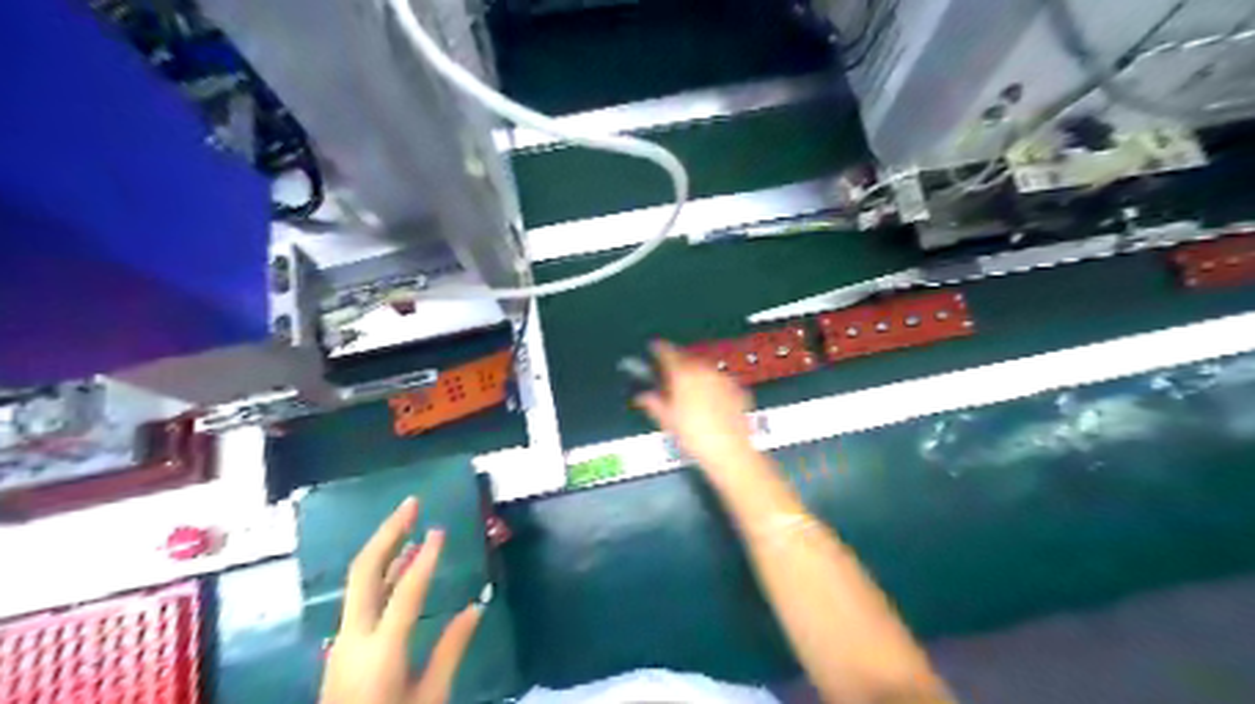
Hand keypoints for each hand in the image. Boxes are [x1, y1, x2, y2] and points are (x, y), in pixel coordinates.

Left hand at [321, 498, 480, 702]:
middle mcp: (354, 637)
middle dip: (387, 533)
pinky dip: (382, 573)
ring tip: (409, 524)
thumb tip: (478, 606)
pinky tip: (400, 565)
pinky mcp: (344, 645)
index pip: (405, 593)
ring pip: (359, 581)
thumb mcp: (430, 697)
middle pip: (363, 571)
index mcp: (381, 651)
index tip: (440, 529)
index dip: (425, 558)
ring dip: (384, 548)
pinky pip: (362, 597)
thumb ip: (451, 649)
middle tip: (412, 504)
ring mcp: (343, 640)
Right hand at [637, 341, 752, 466]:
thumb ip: (653, 403)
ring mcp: (723, 378)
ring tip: (690, 388)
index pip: (667, 352)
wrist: (730, 451)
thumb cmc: (694, 436)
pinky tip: (710, 399)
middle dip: (678, 362)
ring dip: (696, 372)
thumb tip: (643, 395)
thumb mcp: (667, 421)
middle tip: (671, 373)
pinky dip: (713, 384)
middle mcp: (704, 370)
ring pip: (705, 368)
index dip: (658, 349)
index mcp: (683, 374)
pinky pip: (720, 380)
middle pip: (688, 358)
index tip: (654, 347)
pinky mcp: (738, 388)